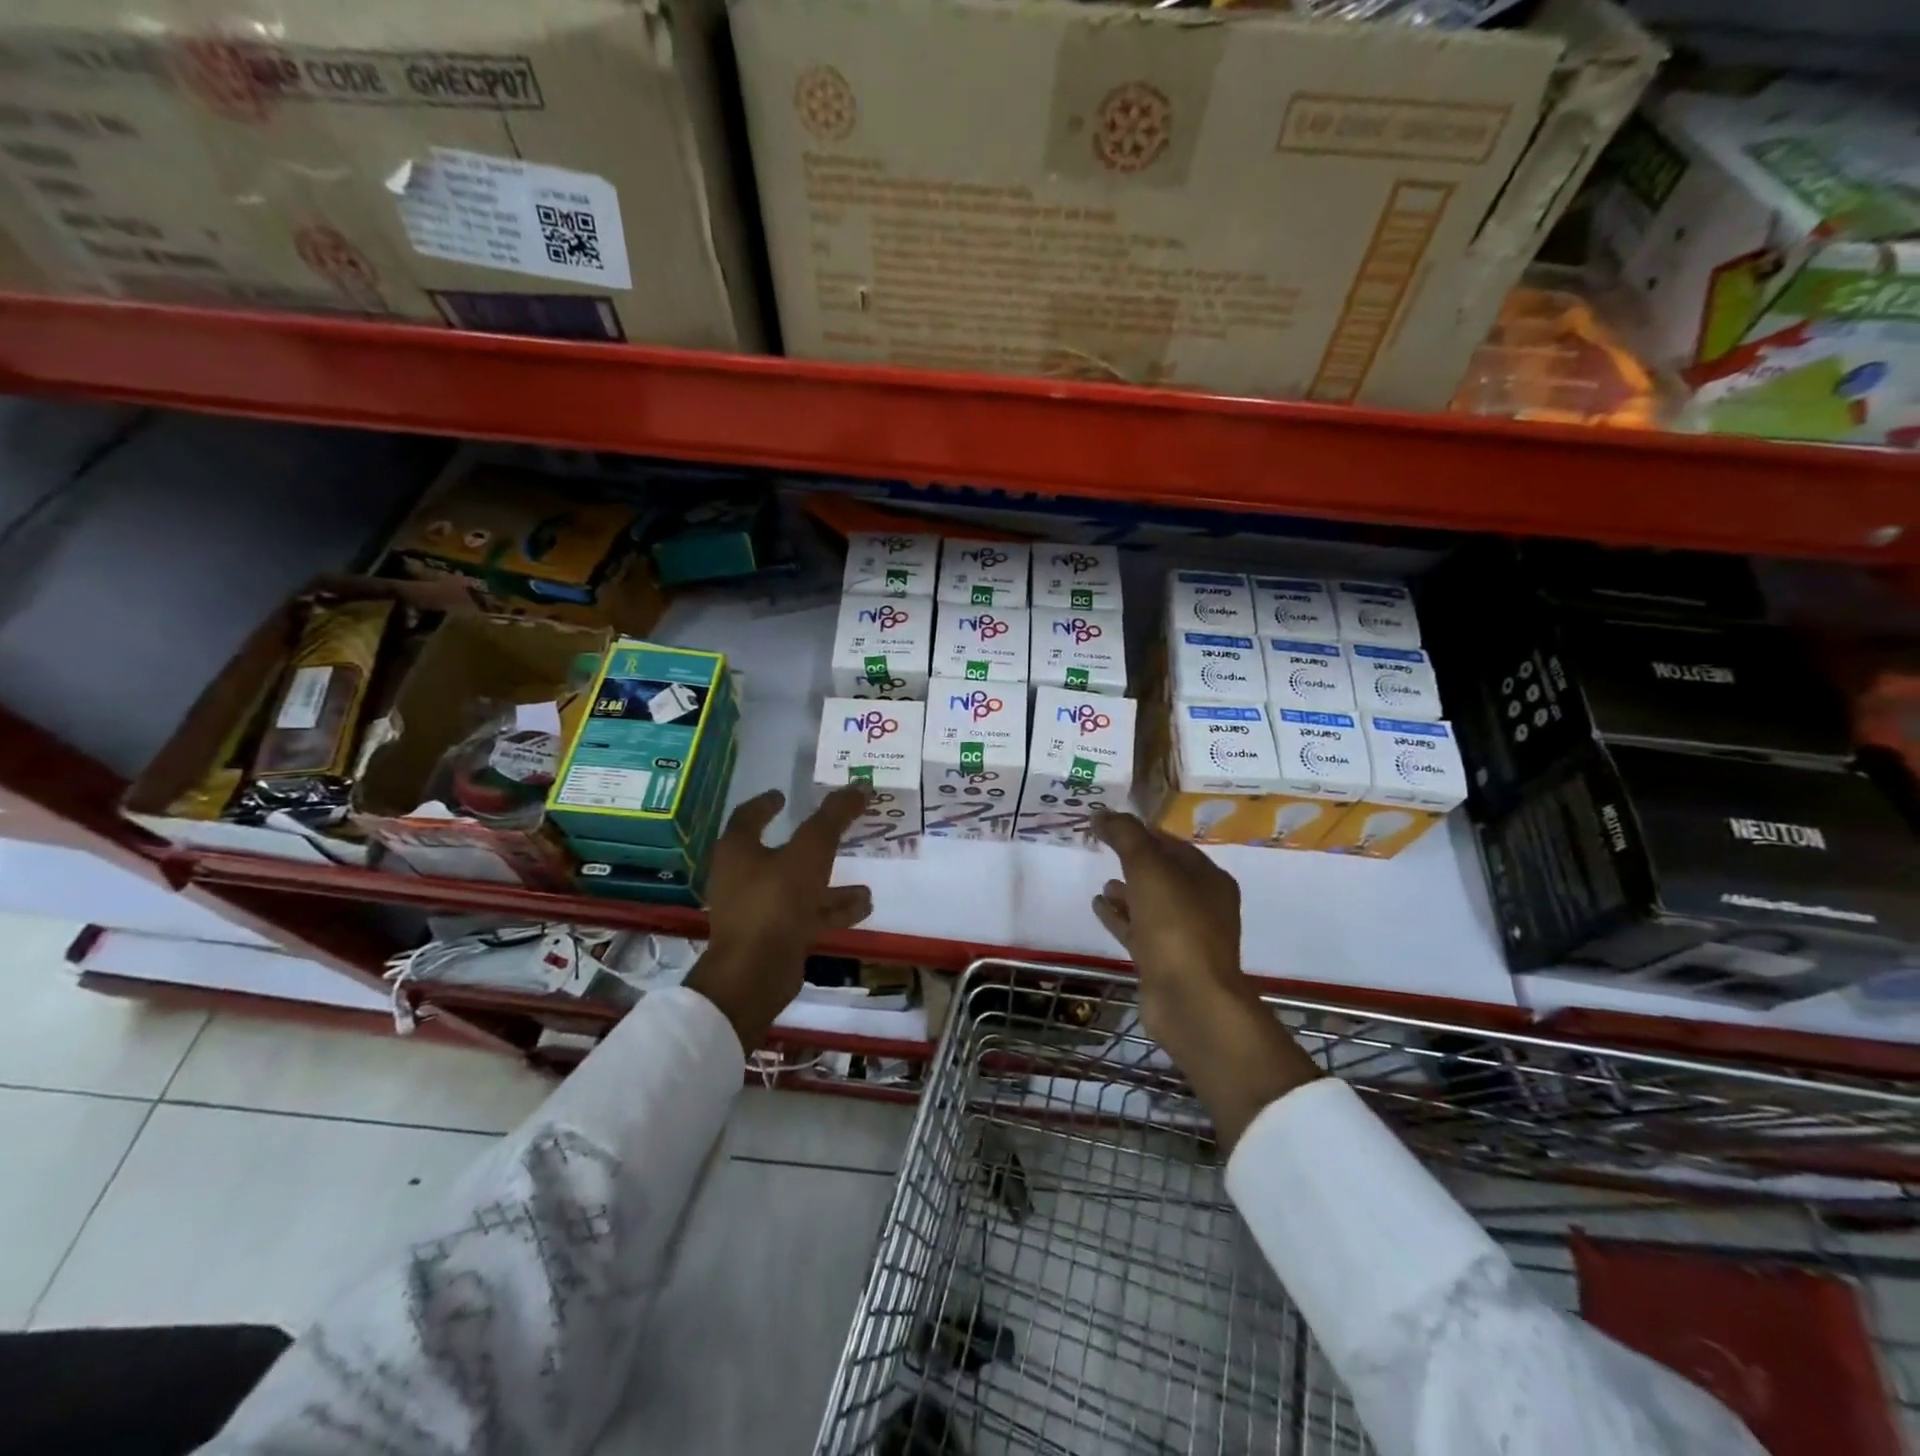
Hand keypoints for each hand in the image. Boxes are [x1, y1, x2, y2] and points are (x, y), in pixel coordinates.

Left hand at [686, 787, 873, 1046]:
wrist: (755, 973)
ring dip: (828, 880)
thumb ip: (834, 817)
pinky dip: (833, 908)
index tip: (783, 795)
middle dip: (808, 843)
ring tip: (863, 876)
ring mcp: (758, 910)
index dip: (766, 803)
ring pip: (798, 886)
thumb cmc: (776, 901)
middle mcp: (743, 877)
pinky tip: (865, 906)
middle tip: (835, 831)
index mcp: (738, 850)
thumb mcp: (811, 851)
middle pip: (777, 852)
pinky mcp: (774, 937)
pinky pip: (807, 914)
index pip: (748, 816)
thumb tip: (859, 785)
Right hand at [1090, 808, 1319, 1149]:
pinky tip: (1097, 906)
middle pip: (1164, 874)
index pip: (1173, 844)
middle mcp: (1202, 905)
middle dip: (1135, 861)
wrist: (1190, 999)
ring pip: (1151, 904)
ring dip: (1128, 891)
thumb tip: (1102, 813)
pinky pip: (1139, 930)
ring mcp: (1184, 936)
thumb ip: (1125, 836)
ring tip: (1102, 881)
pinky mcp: (1164, 962)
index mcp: (1208, 878)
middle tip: (1104, 849)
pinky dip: (1120, 917)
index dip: (1144, 832)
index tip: (1113, 824)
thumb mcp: (1149, 868)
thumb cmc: (1175, 925)